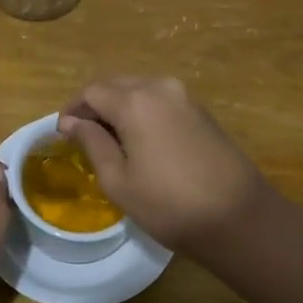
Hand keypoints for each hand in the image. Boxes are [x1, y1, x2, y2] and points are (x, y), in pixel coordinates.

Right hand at [57, 77, 274, 254]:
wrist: (239, 217)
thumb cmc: (169, 205)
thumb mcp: (119, 181)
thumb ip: (92, 143)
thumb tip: (72, 122)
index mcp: (135, 101)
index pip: (91, 91)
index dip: (73, 109)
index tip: (63, 134)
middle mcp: (160, 87)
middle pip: (116, 85)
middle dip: (95, 106)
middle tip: (83, 137)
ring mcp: (185, 97)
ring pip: (139, 90)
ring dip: (119, 107)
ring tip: (110, 140)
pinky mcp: (201, 111)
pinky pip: (160, 101)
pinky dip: (142, 112)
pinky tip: (141, 141)